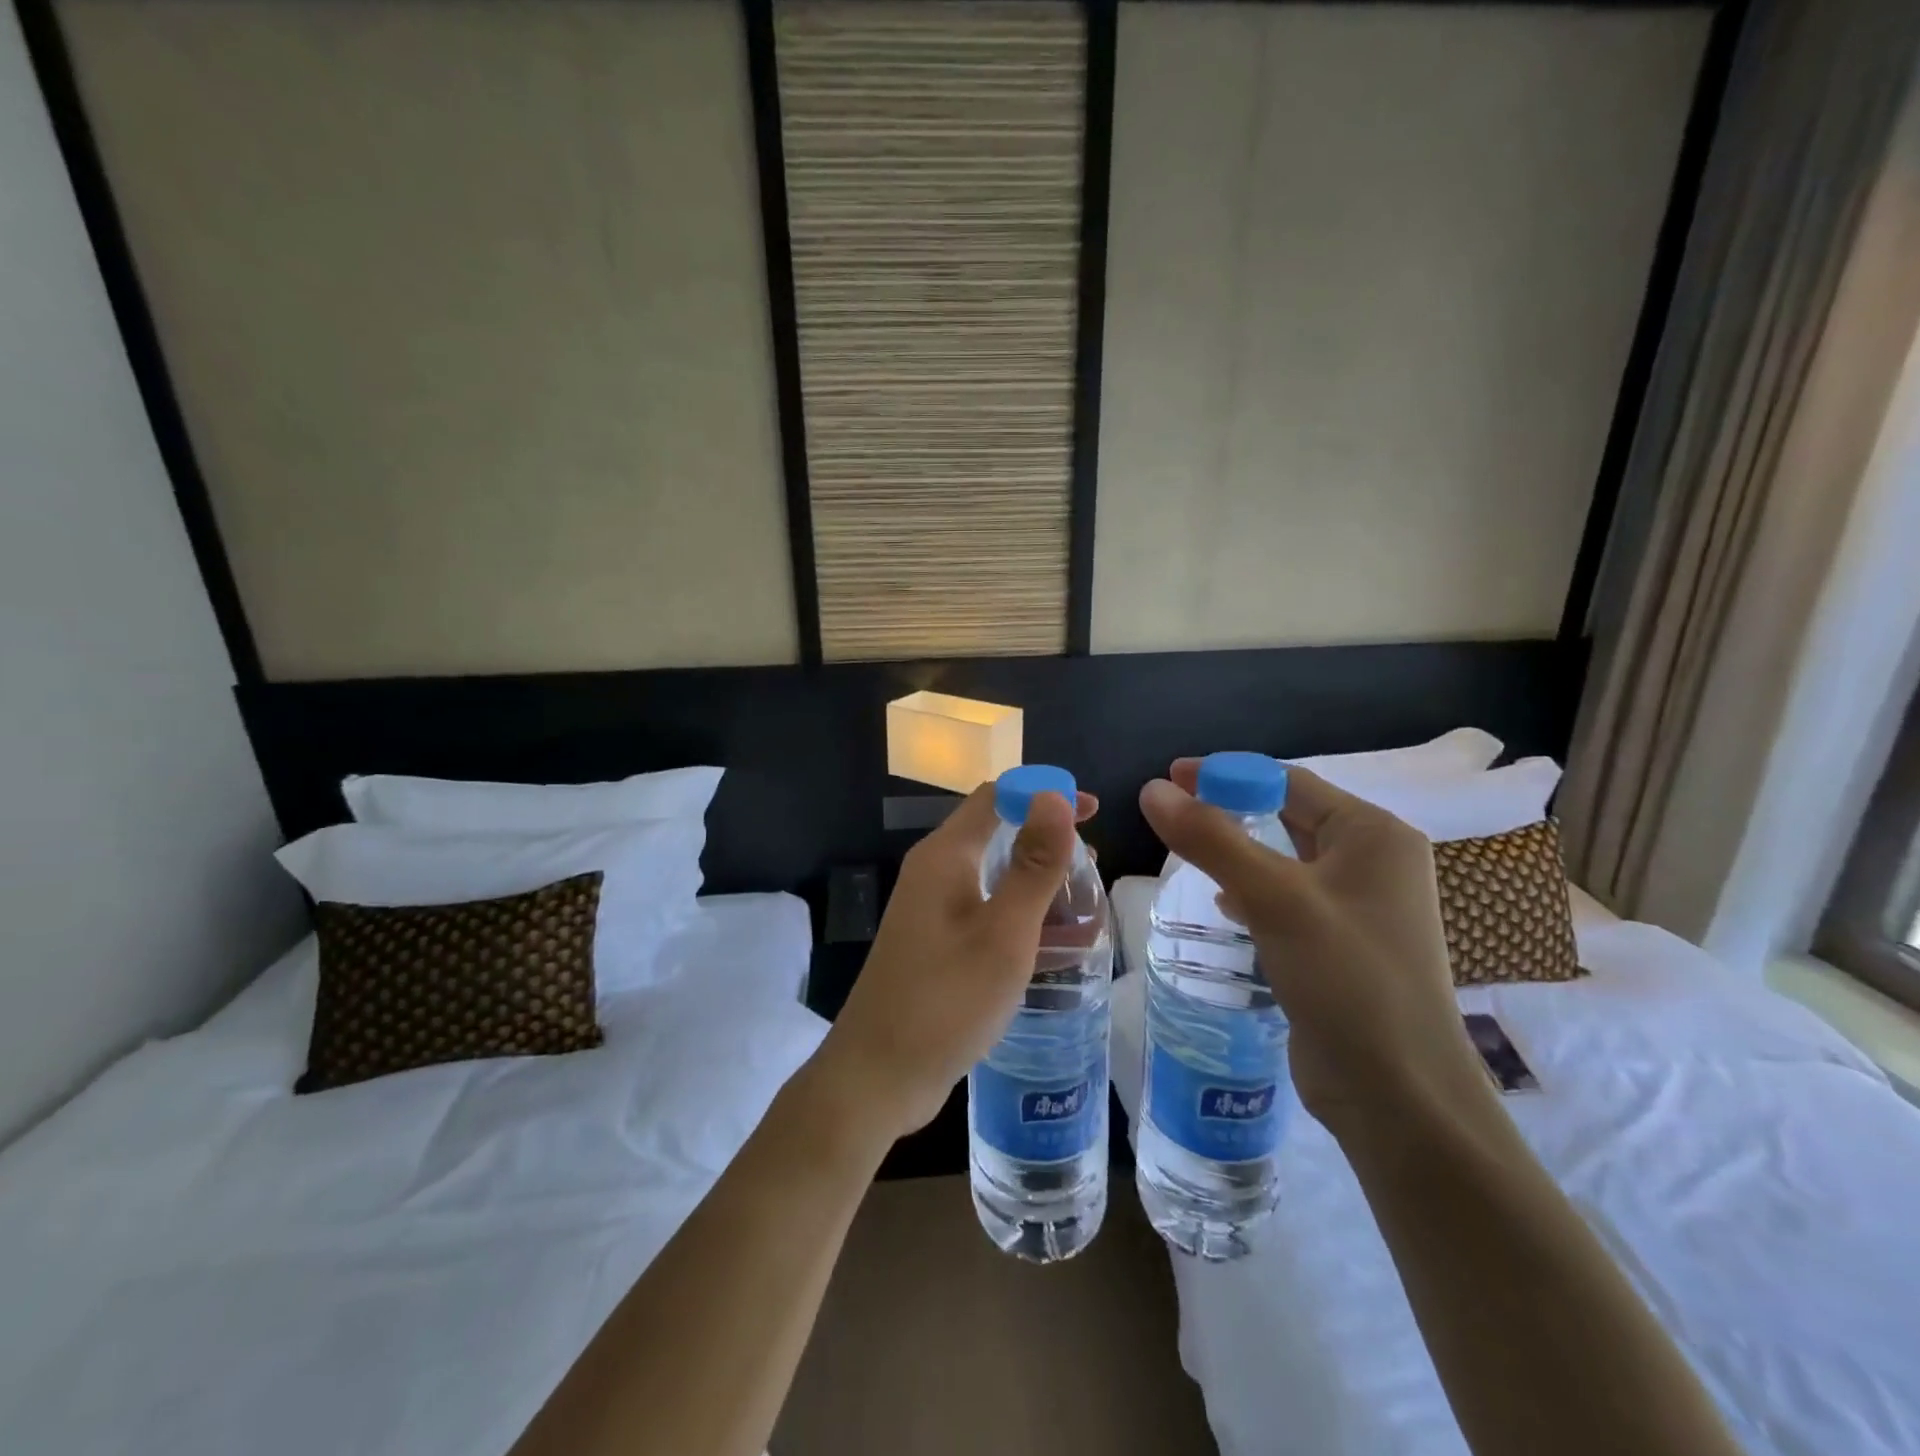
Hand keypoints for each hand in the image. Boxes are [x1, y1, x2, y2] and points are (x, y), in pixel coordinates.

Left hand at [812, 784, 1096, 1151]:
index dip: (1043, 793)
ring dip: (1035, 880)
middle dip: (1044, 840)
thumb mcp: (1003, 932)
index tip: (1092, 811)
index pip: (995, 796)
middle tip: (1092, 869)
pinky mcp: (934, 942)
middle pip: (994, 832)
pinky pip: (983, 910)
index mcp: (944, 857)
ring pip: (991, 874)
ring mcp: (930, 910)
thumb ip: (1033, 864)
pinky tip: (1049, 943)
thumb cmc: (946, 1000)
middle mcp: (933, 873)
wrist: (878, 1076)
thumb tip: (1054, 796)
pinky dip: (1018, 913)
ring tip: (1082, 905)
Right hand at [1139, 763, 1486, 1137]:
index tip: (1171, 776)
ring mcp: (1361, 908)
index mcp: (1374, 835)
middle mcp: (1374, 863)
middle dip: (1231, 809)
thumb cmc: (1346, 979)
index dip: (1227, 773)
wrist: (1398, 1095)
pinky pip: (1288, 899)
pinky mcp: (1343, 946)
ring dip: (1238, 850)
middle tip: (1173, 811)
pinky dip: (1252, 891)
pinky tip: (1224, 904)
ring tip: (1189, 851)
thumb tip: (1152, 790)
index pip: (1290, 782)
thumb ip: (1211, 839)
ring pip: (1286, 860)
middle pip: (1289, 816)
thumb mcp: (1273, 898)